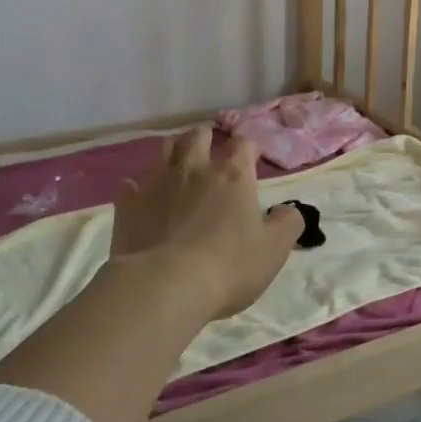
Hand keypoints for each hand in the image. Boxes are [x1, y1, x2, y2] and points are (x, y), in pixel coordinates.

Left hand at [111, 127, 303, 320]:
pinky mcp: (129, 203)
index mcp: (233, 176)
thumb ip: (288, 224)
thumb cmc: (228, 267)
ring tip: (180, 165)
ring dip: (175, 152)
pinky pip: (131, 185)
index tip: (253, 158)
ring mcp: (158, 183)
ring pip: (165, 150)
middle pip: (199, 136)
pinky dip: (139, 189)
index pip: (244, 145)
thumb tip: (291, 210)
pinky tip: (143, 199)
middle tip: (212, 154)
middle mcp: (195, 169)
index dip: (250, 148)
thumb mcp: (274, 250)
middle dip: (207, 139)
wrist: (164, 285)